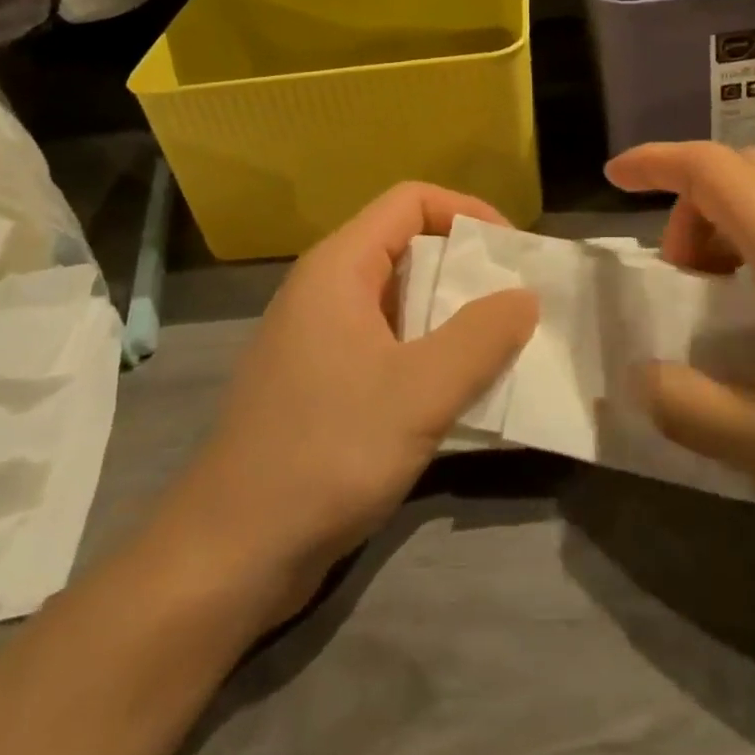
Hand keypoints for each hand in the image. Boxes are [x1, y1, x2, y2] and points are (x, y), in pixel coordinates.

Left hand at [154, 184, 537, 619]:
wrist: (230, 554)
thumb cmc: (326, 453)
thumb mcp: (420, 392)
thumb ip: (481, 336)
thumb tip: (524, 296)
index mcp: (339, 268)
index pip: (411, 200)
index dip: (467, 211)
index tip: (513, 254)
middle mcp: (325, 290)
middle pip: (407, 247)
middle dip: (467, 269)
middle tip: (517, 304)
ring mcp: (318, 339)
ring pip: (399, 302)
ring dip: (452, 317)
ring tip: (502, 347)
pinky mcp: (320, 384)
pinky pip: (386, 346)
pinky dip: (428, 355)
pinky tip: (459, 392)